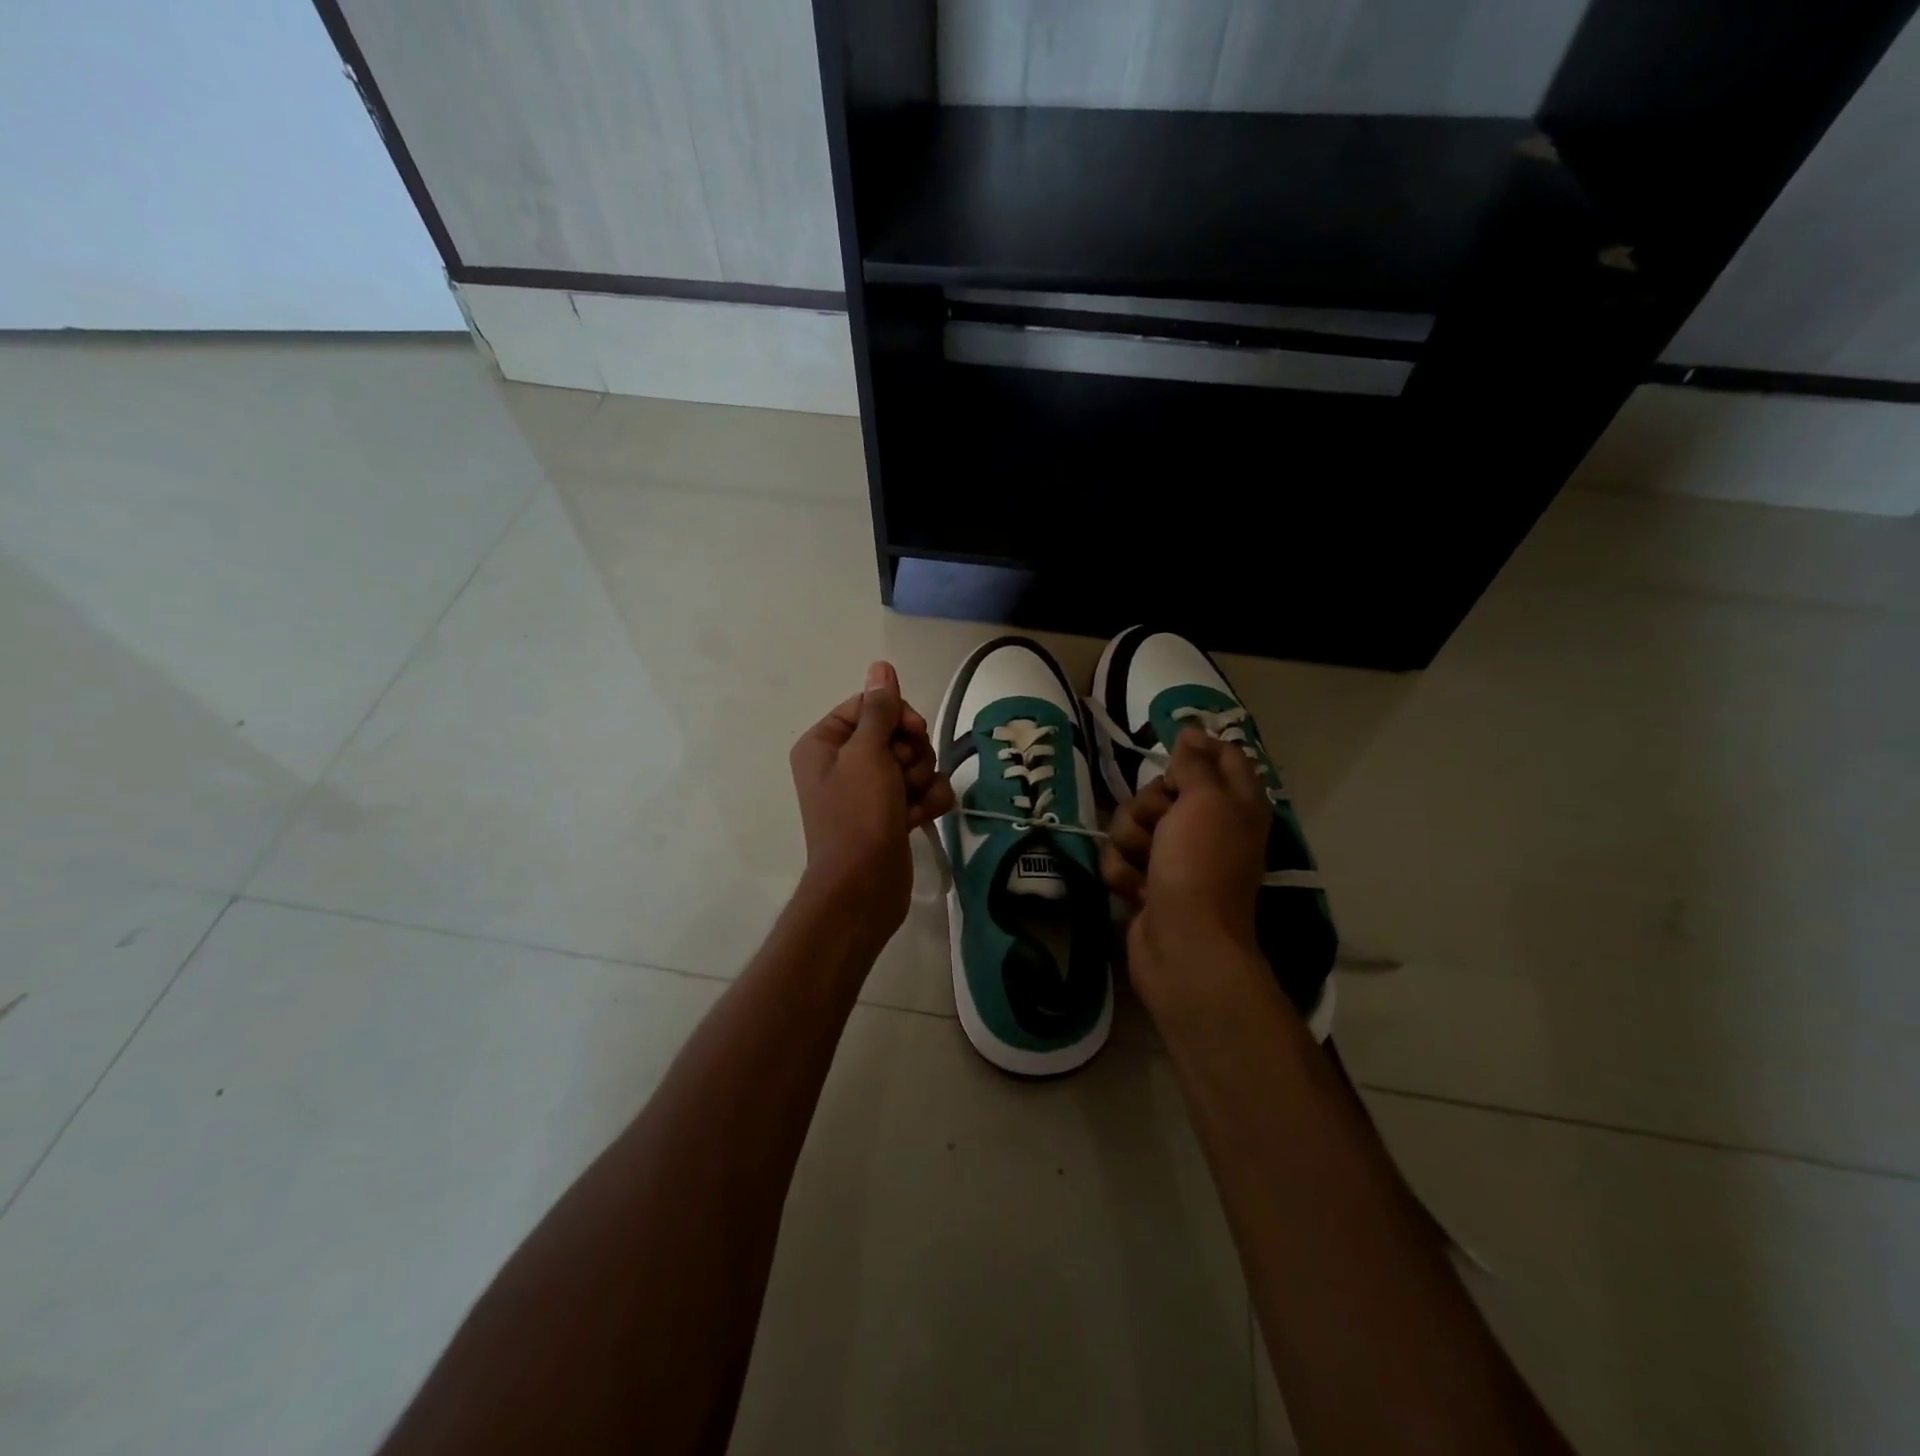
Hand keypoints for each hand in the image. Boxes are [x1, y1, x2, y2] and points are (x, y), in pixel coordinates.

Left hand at [788, 661, 953, 939]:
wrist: (863, 887)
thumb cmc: (858, 814)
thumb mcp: (867, 753)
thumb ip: (879, 708)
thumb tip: (881, 666)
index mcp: (825, 743)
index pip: (869, 706)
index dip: (897, 715)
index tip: (913, 731)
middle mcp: (843, 763)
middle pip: (895, 734)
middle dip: (912, 752)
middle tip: (905, 775)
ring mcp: (868, 791)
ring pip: (914, 762)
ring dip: (921, 779)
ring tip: (911, 803)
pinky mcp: (891, 814)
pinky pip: (921, 792)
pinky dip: (927, 802)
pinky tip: (921, 818)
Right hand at [1101, 729, 1271, 1005]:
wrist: (1184, 945)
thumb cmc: (1199, 866)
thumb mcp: (1203, 801)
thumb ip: (1195, 764)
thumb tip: (1190, 732)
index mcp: (1234, 804)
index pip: (1223, 756)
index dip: (1196, 748)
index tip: (1172, 751)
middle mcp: (1207, 826)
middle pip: (1161, 790)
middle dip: (1147, 806)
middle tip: (1159, 825)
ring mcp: (1175, 857)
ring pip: (1132, 824)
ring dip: (1130, 842)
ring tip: (1146, 866)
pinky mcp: (1148, 883)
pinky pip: (1120, 858)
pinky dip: (1123, 873)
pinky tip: (1136, 891)